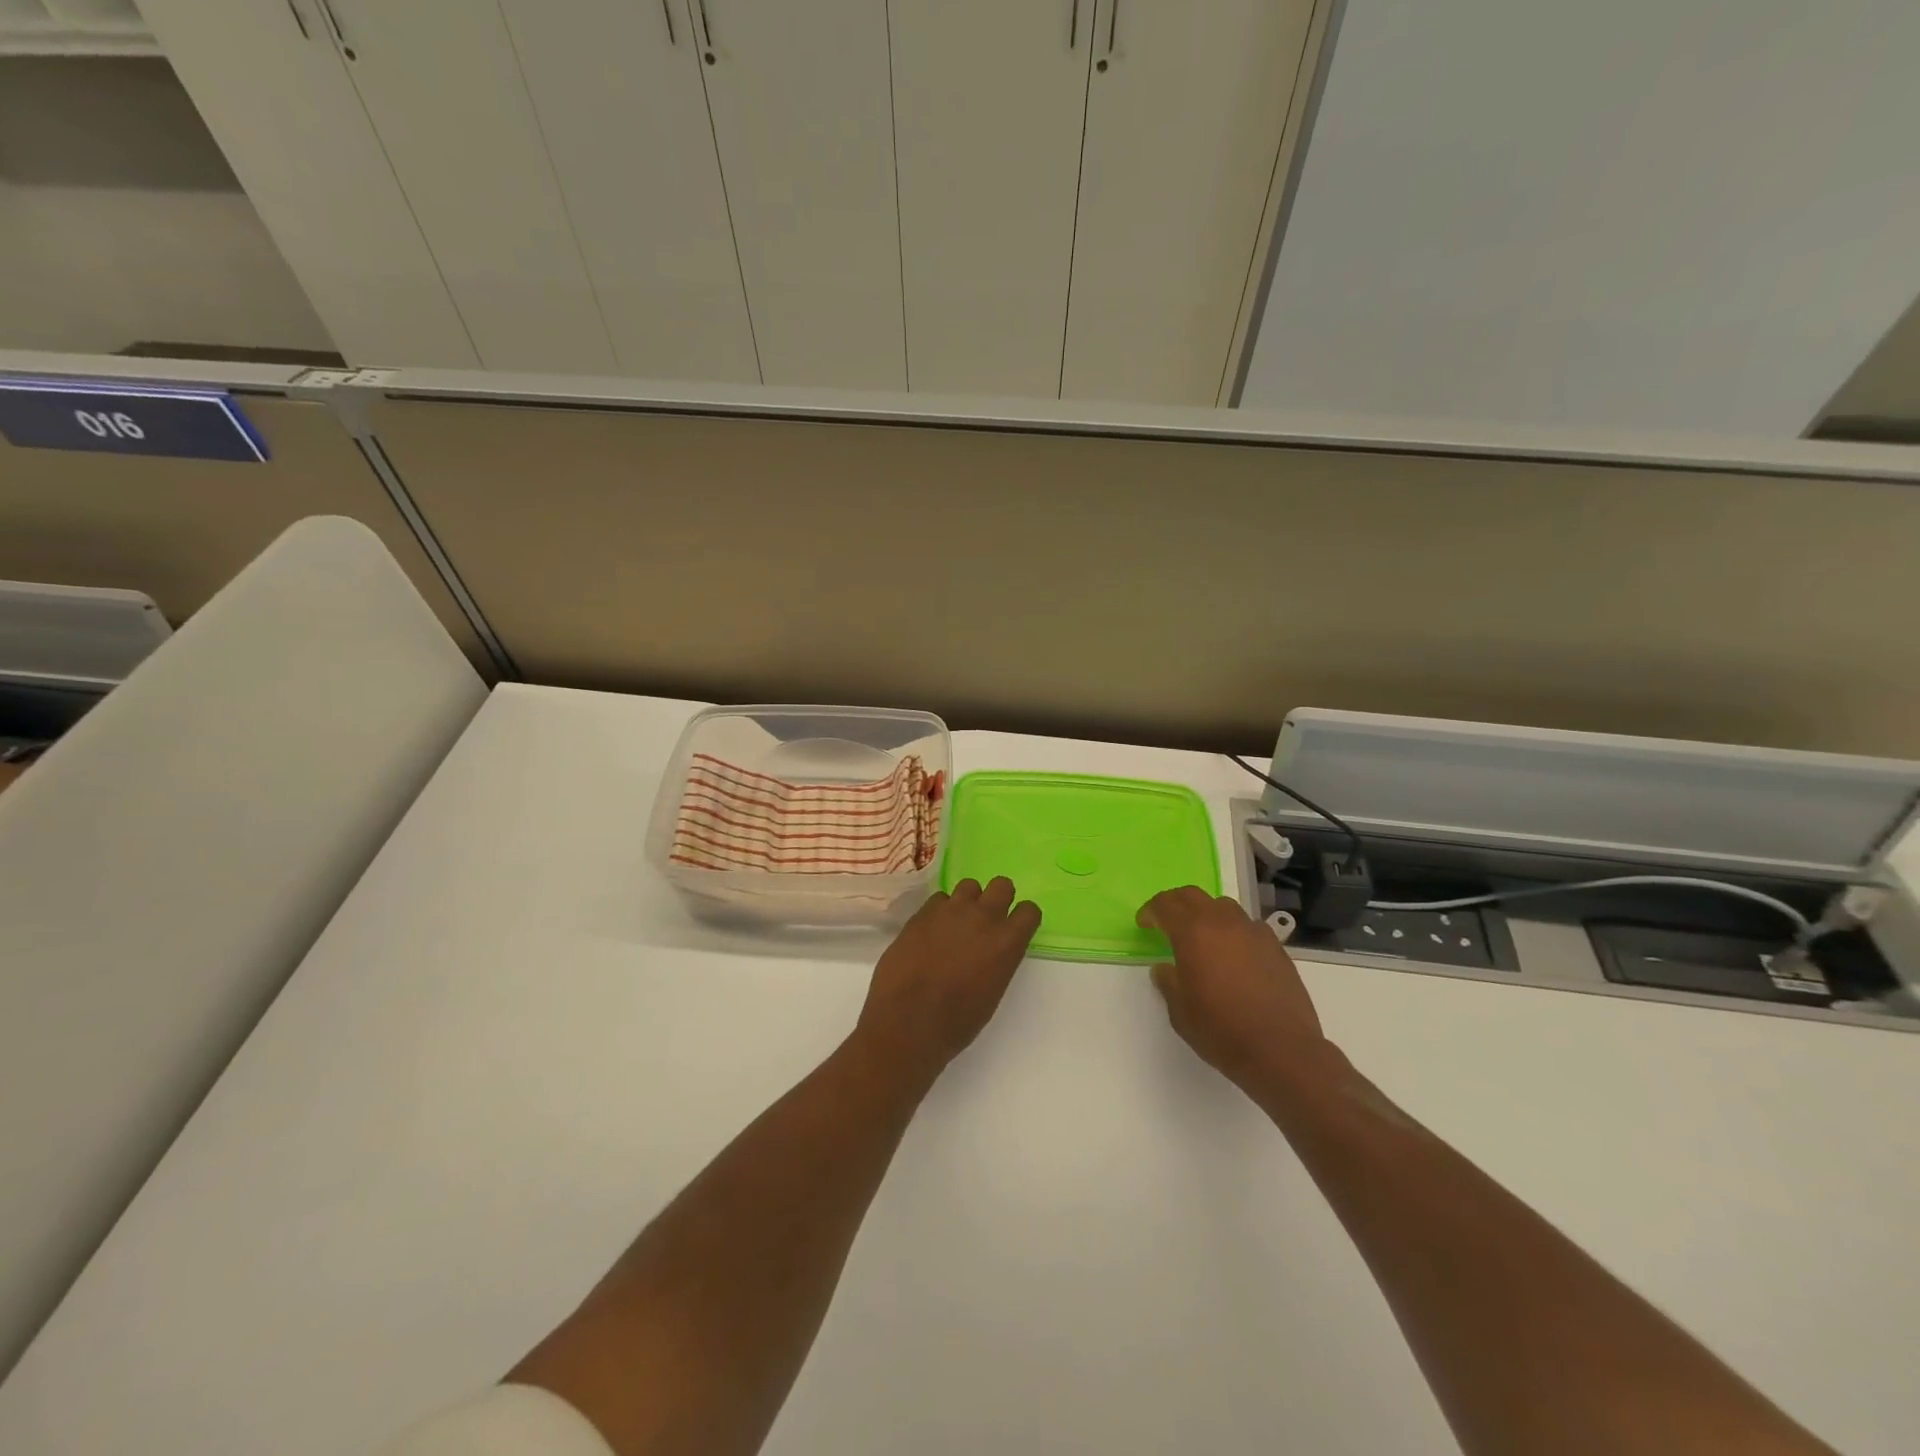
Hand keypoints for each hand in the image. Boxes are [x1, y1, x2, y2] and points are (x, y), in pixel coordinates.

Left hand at [856, 878, 1041, 1081]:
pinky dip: (939, 911)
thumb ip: (997, 961)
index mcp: (1006, 942)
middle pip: (1002, 885)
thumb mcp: (991, 993)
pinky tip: (931, 931)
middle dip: (998, 898)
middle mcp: (983, 917)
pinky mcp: (922, 912)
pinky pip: (939, 899)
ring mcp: (950, 910)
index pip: (1029, 911)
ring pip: (969, 885)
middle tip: (986, 920)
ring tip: (956, 924)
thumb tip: (989, 952)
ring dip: (967, 901)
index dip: (1022, 919)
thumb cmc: (956, 1022)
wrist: (907, 1021)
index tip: (1014, 929)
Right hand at [1139, 886, 1328, 1088]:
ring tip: (1202, 936)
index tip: (1144, 924)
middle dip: (1175, 903)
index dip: (1151, 911)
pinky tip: (1234, 953)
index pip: (1165, 905)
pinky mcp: (1275, 947)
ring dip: (1206, 914)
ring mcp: (1253, 932)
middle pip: (1193, 895)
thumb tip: (1164, 968)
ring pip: (1223, 906)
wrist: (1281, 1049)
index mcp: (1192, 932)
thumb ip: (1169, 982)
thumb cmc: (1221, 1030)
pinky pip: (1248, 926)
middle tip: (1166, 921)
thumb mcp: (1180, 1011)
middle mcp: (1222, 923)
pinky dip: (1234, 931)